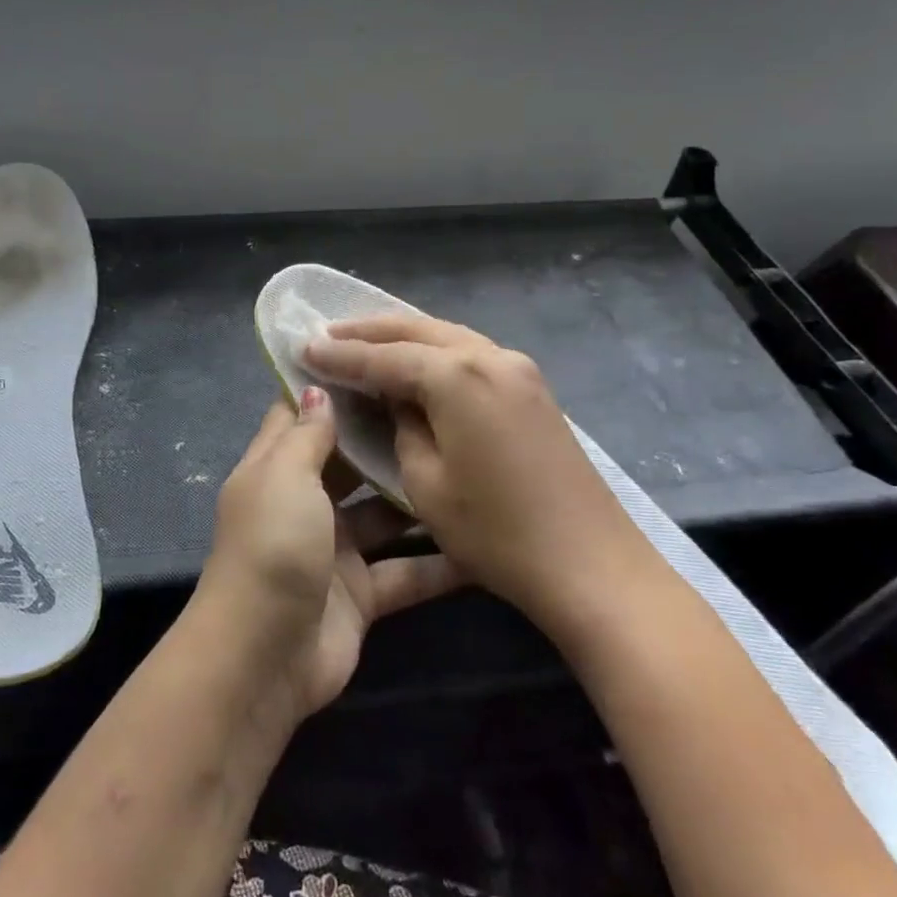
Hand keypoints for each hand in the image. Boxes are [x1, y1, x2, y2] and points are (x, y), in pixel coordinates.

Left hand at [200, 388, 461, 719]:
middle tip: (441, 408)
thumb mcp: (284, 477)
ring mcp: (334, 550)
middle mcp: (304, 503)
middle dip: (385, 438)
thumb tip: (317, 388)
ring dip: (416, 497)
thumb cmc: (273, 547)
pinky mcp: (362, 593)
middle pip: (348, 462)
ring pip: (383, 515)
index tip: (377, 357)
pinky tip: (483, 543)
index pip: (300, 417)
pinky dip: (438, 563)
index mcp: (275, 469)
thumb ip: (307, 435)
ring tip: (470, 463)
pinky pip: (405, 570)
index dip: (332, 389)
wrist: (265, 657)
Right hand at [305, 313, 639, 617]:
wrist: (592, 566)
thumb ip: (402, 426)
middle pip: (417, 330)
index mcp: (457, 376)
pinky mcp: (532, 388)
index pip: (383, 358)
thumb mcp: (426, 482)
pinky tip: (416, 361)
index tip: (304, 347)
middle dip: (369, 331)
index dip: (341, 355)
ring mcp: (518, 369)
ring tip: (364, 340)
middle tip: (327, 332)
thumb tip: (398, 401)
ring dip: (403, 336)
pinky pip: (470, 353)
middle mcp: (489, 357)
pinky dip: (435, 350)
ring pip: (446, 335)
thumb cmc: (497, 533)